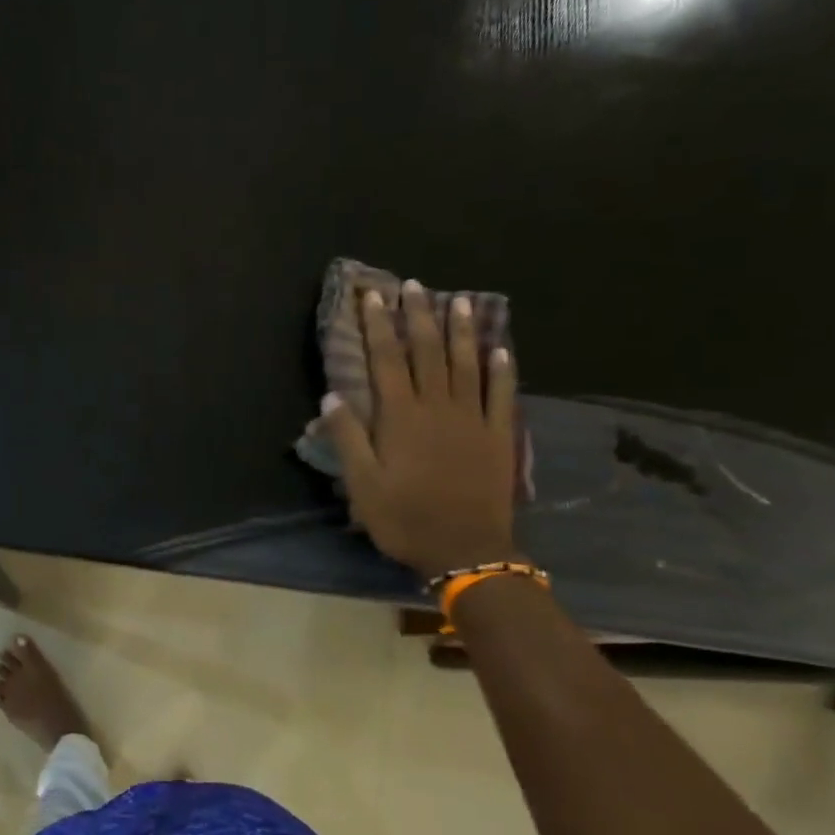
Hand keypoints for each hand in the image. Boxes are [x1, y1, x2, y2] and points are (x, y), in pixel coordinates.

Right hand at [320, 279, 519, 578]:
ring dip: (462, 330)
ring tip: (459, 300)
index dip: (378, 327)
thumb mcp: (362, 484)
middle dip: (419, 316)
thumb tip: (332, 396)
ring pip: (467, 363)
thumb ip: (348, 438)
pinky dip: (502, 367)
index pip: (387, 360)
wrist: (465, 549)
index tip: (373, 297)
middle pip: (428, 352)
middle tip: (414, 285)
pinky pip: (502, 392)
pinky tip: (501, 346)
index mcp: (401, 417)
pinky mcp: (498, 434)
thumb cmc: (404, 518)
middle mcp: (438, 407)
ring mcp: (473, 418)